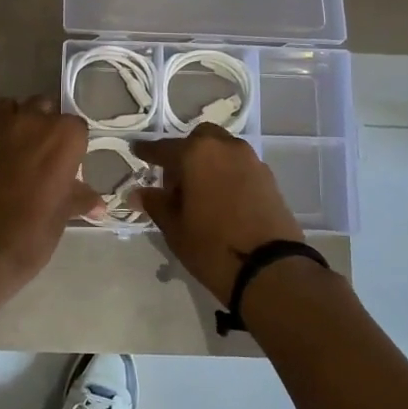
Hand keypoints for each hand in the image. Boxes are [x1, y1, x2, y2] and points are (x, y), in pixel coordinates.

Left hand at [0, 97, 102, 288]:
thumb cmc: (31, 231)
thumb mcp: (62, 216)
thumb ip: (78, 199)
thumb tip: (98, 205)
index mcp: (63, 137)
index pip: (76, 127)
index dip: (72, 144)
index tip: (67, 163)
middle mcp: (30, 121)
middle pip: (42, 107)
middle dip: (43, 125)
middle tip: (40, 155)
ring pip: (9, 109)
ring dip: (14, 122)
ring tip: (12, 150)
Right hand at [134, 125, 304, 302]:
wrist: (271, 268)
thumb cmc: (212, 246)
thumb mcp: (175, 228)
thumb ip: (156, 203)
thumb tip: (138, 192)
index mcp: (197, 154)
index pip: (165, 148)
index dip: (148, 151)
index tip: (137, 150)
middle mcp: (226, 148)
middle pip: (199, 140)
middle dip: (185, 153)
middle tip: (175, 181)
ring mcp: (251, 161)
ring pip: (223, 150)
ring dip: (208, 162)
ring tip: (199, 193)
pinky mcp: (269, 178)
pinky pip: (240, 166)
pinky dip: (227, 174)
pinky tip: (222, 200)